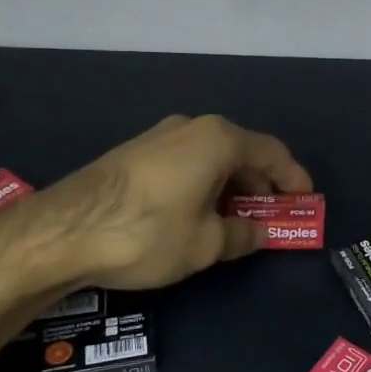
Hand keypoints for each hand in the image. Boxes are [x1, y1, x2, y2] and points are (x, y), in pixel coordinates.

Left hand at [0, 114, 313, 299]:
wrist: (64, 230)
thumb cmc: (149, 232)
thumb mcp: (206, 244)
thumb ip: (242, 235)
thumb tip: (260, 233)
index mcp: (219, 139)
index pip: (272, 152)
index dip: (293, 178)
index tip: (306, 200)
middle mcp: (192, 127)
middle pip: (241, 152)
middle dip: (260, 185)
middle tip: (271, 216)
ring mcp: (159, 136)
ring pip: (210, 158)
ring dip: (229, 187)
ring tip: (234, 221)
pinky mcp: (134, 153)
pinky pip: (185, 163)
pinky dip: (202, 185)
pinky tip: (196, 214)